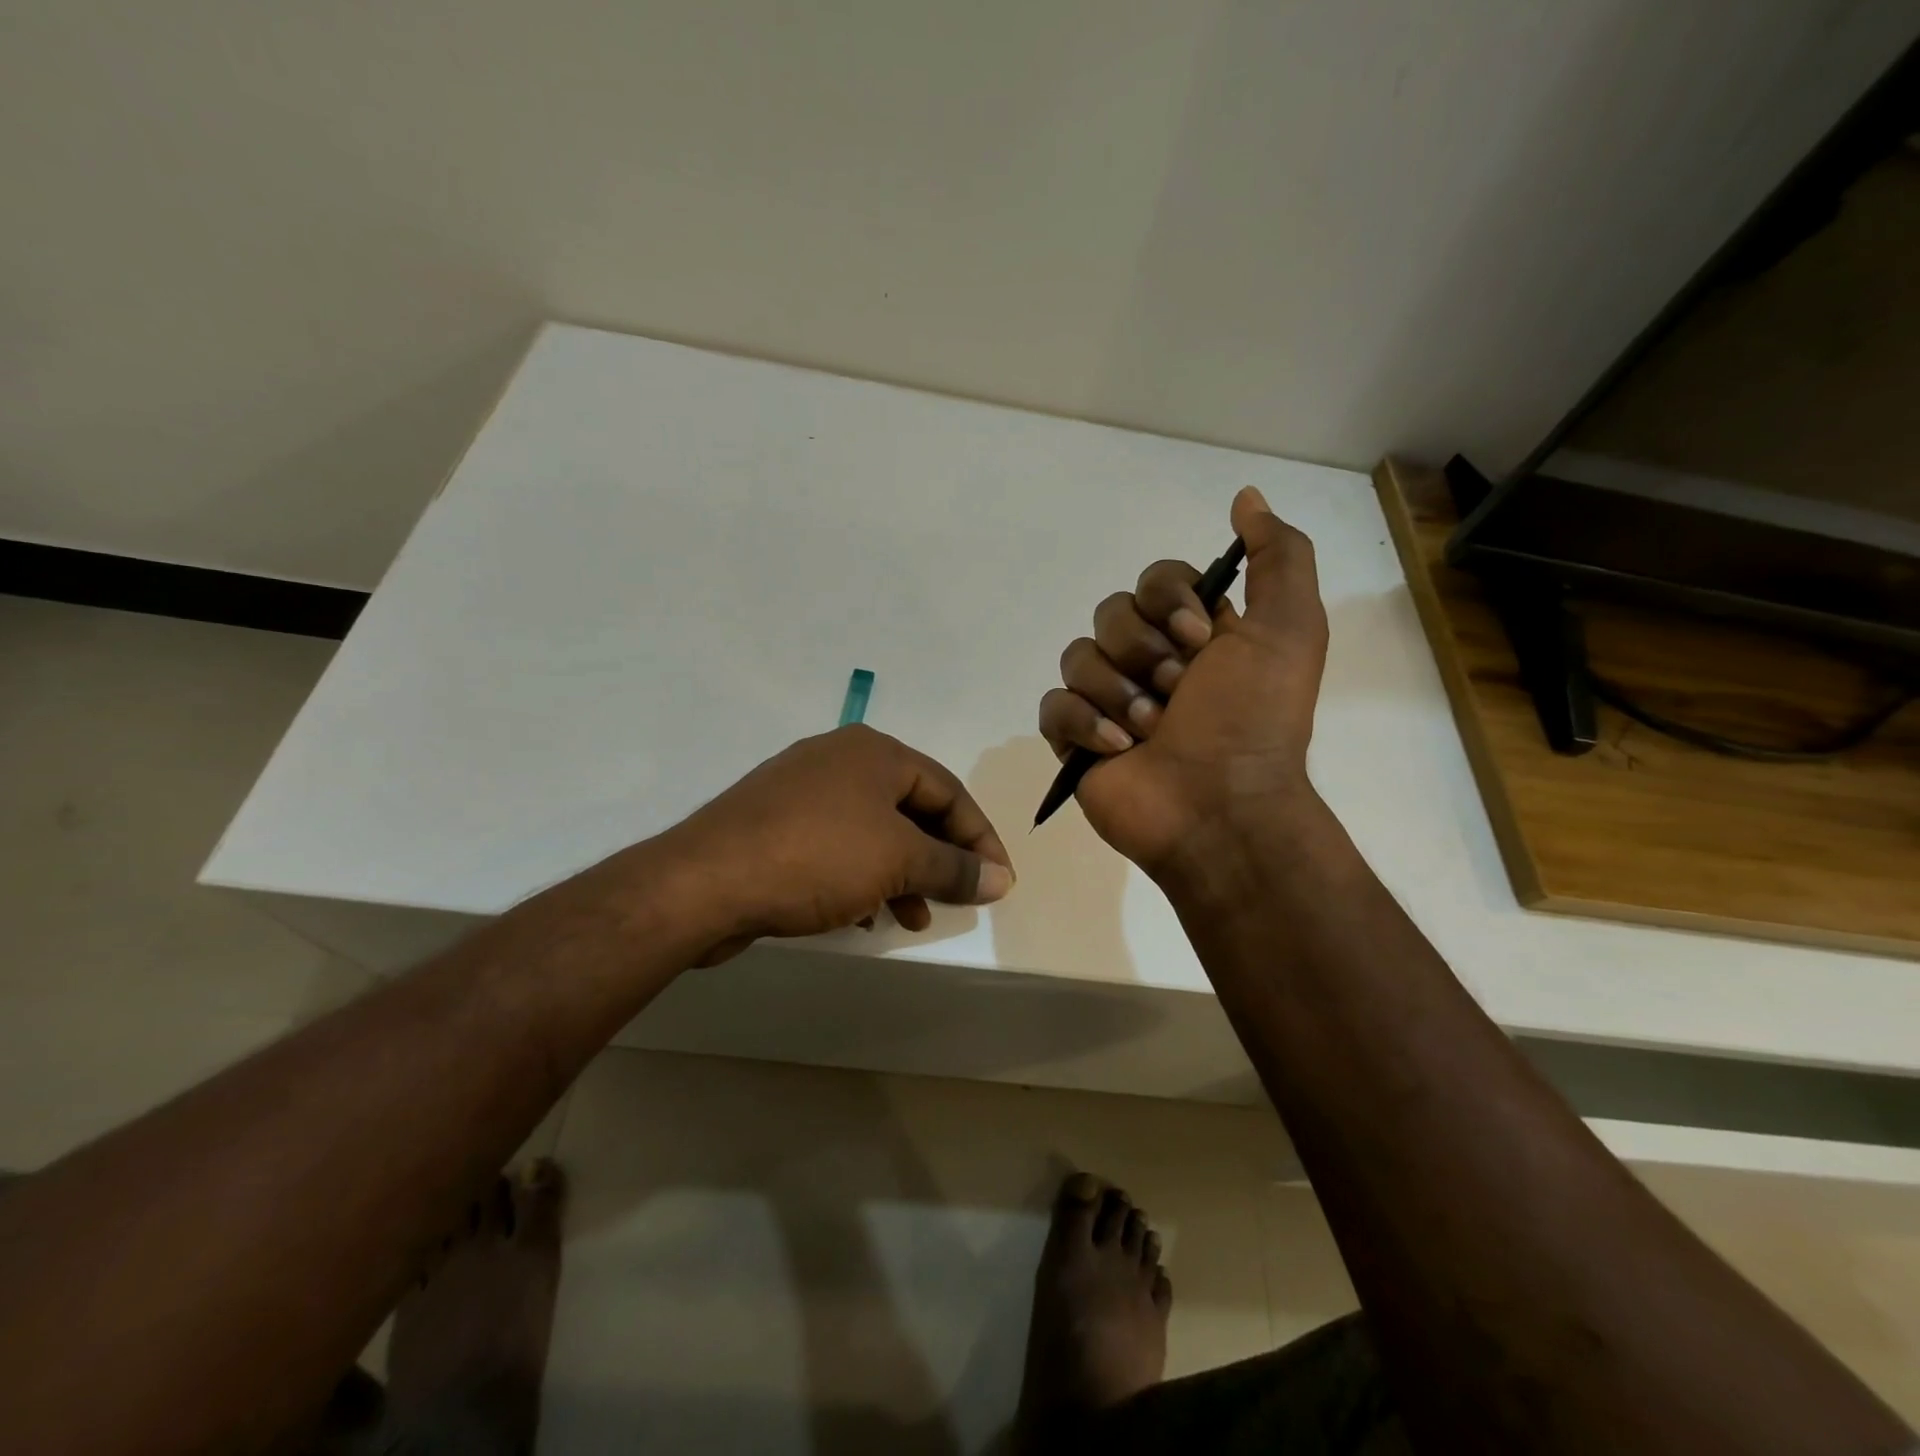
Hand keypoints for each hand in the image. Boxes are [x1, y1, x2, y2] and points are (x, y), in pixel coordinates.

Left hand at [666, 724, 1013, 962]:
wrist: (704, 882)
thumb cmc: (816, 857)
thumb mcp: (897, 861)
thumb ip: (954, 868)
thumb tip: (1001, 878)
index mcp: (874, 752)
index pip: (948, 790)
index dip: (980, 837)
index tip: (999, 881)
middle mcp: (839, 761)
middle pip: (911, 809)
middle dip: (938, 858)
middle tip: (958, 898)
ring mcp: (801, 791)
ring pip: (873, 832)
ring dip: (902, 875)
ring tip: (913, 919)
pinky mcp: (774, 826)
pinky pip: (837, 848)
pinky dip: (861, 879)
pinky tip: (864, 916)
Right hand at [1038, 486, 1328, 874]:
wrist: (1222, 809)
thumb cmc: (1255, 720)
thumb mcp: (1290, 630)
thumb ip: (1278, 557)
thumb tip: (1246, 496)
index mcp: (1193, 635)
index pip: (1154, 581)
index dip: (1167, 600)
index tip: (1197, 638)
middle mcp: (1149, 661)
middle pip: (1110, 614)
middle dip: (1143, 653)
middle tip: (1178, 693)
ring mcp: (1108, 700)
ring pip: (1078, 657)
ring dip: (1118, 692)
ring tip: (1151, 730)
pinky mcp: (1076, 739)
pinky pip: (1052, 706)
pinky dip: (1083, 722)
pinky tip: (1117, 747)